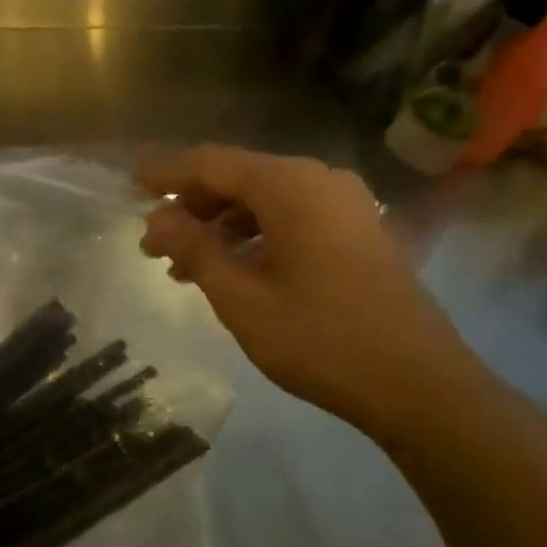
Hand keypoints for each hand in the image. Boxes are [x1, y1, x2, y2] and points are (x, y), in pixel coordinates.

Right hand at [138, 146, 484, 439]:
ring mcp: (346, 205)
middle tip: (153, 244)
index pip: (212, 163)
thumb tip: (157, 218)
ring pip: (266, 200)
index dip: (167, 172)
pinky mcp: (359, 231)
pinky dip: (254, 236)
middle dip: (192, 206)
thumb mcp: (241, 298)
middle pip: (240, 177)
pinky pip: (292, 218)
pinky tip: (232, 270)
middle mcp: (320, 180)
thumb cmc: (320, 339)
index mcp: (291, 187)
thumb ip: (195, 249)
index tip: (130, 182)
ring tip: (183, 266)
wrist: (416, 383)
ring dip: (221, 226)